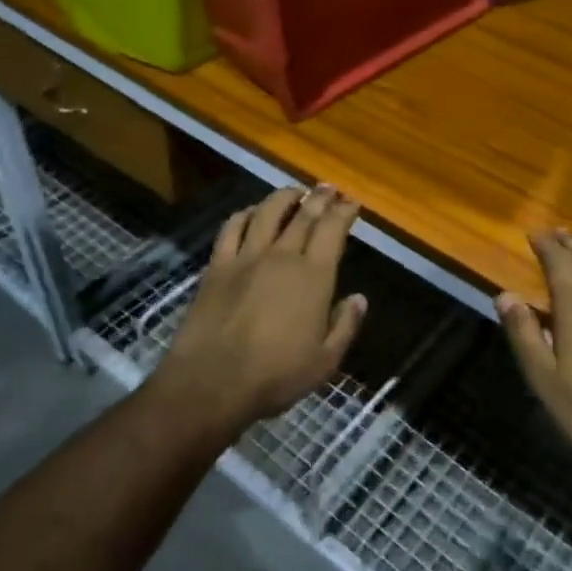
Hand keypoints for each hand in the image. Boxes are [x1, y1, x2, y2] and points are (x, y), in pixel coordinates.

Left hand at [155, 186, 367, 431]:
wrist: (212, 382)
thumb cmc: (275, 376)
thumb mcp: (325, 361)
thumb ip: (345, 326)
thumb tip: (359, 298)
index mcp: (313, 276)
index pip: (332, 230)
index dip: (344, 211)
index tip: (352, 202)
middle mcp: (282, 256)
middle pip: (303, 214)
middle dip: (319, 197)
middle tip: (328, 188)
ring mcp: (246, 257)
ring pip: (267, 212)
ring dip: (283, 197)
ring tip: (293, 192)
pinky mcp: (217, 266)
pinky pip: (231, 228)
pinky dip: (244, 214)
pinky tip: (250, 213)